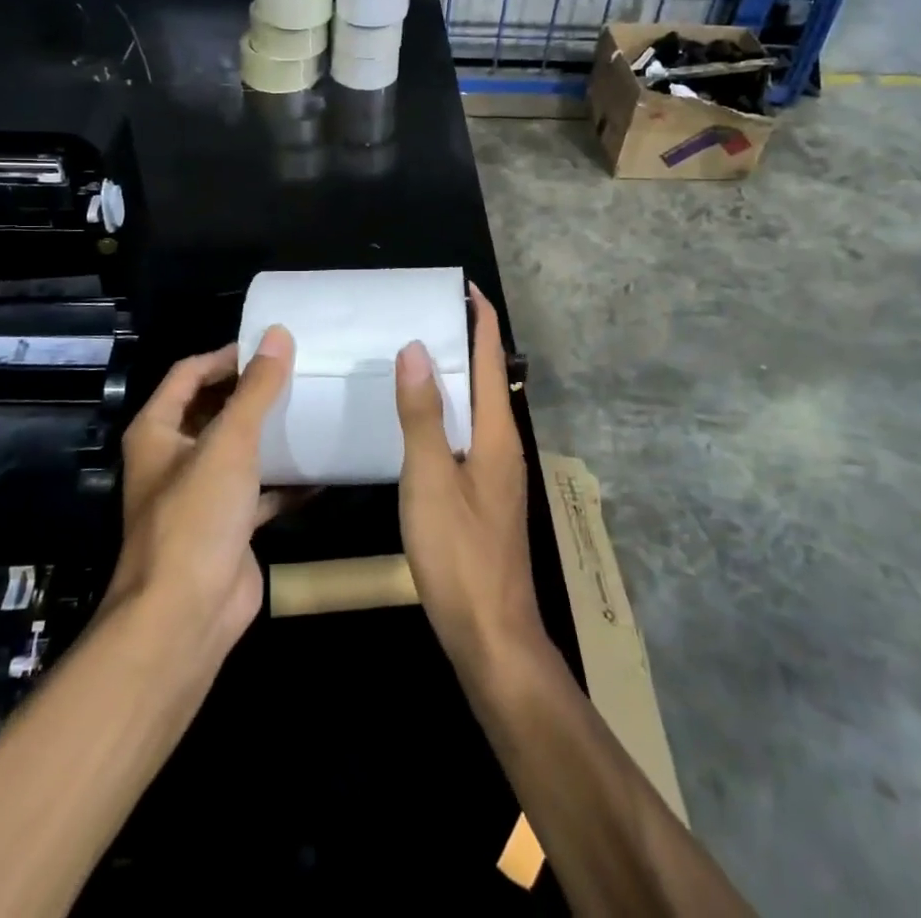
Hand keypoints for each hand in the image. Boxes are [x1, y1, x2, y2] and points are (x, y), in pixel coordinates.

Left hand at [105, 327, 294, 656]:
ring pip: (238, 451)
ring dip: (270, 434)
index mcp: (158, 432)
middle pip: (214, 409)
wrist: (186, 617)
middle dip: (251, 392)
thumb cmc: (197, 516)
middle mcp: (174, 458)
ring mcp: (200, 495)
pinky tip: (321, 470)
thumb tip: (278, 334)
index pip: (189, 374)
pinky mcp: (228, 526)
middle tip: (298, 373)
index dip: (225, 356)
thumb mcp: (230, 442)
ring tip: (311, 409)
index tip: (270, 346)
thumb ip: (256, 388)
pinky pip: (260, 491)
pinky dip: (285, 481)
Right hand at [394, 287, 544, 675]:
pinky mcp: (484, 495)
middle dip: (466, 341)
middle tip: (427, 315)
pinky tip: (422, 421)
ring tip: (419, 356)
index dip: (481, 320)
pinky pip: (468, 434)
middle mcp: (504, 445)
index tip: (464, 287)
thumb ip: (423, 415)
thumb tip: (416, 349)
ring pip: (477, 408)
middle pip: (487, 379)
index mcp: (496, 433)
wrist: (491, 633)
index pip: (491, 359)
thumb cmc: (459, 553)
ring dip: (456, 376)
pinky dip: (448, 411)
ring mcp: (496, 473)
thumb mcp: (431, 479)